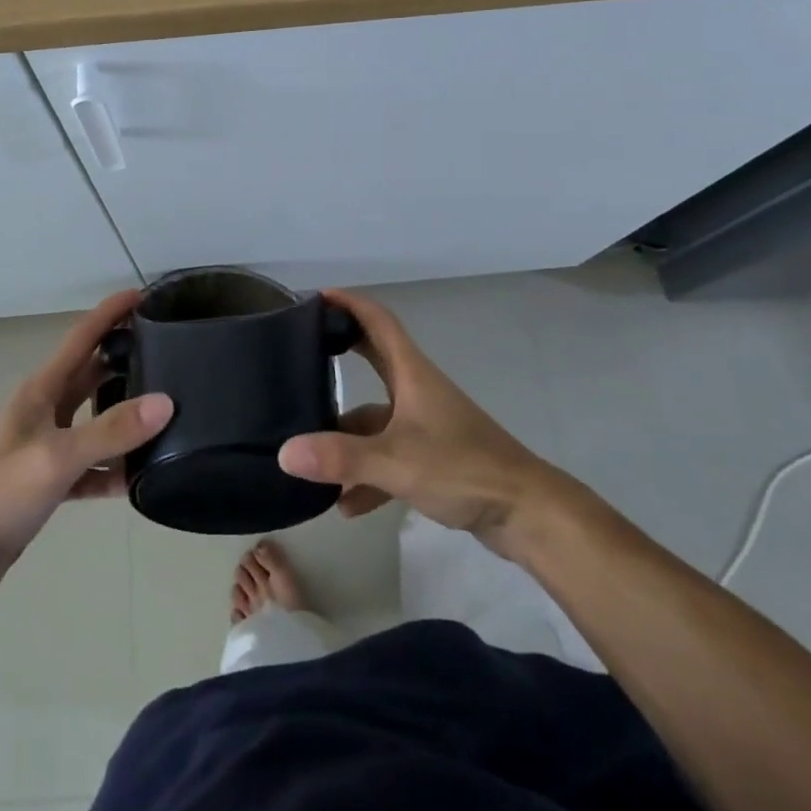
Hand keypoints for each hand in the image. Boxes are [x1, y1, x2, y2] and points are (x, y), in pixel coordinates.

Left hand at [0, 291, 171, 592]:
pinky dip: (112, 468)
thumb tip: (166, 402)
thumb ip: (111, 430)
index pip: (83, 337)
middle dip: (125, 359)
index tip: (144, 294)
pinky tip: (139, 477)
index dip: (111, 313)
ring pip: (94, 420)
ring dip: (124, 416)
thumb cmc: (0, 489)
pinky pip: (90, 466)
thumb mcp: (58, 456)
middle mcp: (45, 409)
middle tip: (169, 352)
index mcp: (42, 389)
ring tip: (167, 411)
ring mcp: (46, 445)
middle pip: (92, 374)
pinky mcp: (48, 480)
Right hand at [277, 289, 572, 551]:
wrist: (526, 513)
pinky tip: (347, 506)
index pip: (379, 322)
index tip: (318, 296)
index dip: (350, 304)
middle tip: (301, 355)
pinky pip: (388, 458)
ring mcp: (426, 425)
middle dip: (340, 356)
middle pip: (373, 362)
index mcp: (412, 374)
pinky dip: (367, 476)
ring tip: (309, 457)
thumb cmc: (463, 468)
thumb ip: (340, 457)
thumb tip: (284, 452)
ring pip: (376, 421)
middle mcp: (417, 392)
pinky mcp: (433, 458)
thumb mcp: (395, 462)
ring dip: (347, 439)